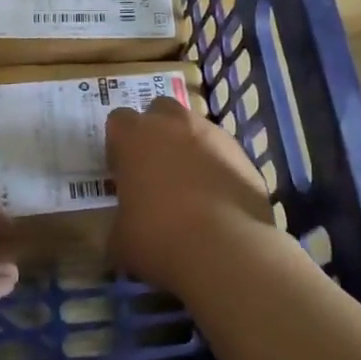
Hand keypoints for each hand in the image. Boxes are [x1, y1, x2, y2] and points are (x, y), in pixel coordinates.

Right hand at [106, 95, 274, 291]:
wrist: (226, 248)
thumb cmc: (159, 237)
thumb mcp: (119, 239)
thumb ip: (118, 221)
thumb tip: (123, 228)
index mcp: (136, 136)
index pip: (119, 121)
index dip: (119, 145)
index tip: (122, 172)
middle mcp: (173, 123)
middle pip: (159, 110)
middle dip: (156, 132)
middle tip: (155, 170)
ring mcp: (212, 134)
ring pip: (194, 127)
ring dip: (188, 147)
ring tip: (189, 187)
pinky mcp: (242, 153)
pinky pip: (222, 151)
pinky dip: (216, 166)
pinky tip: (217, 200)